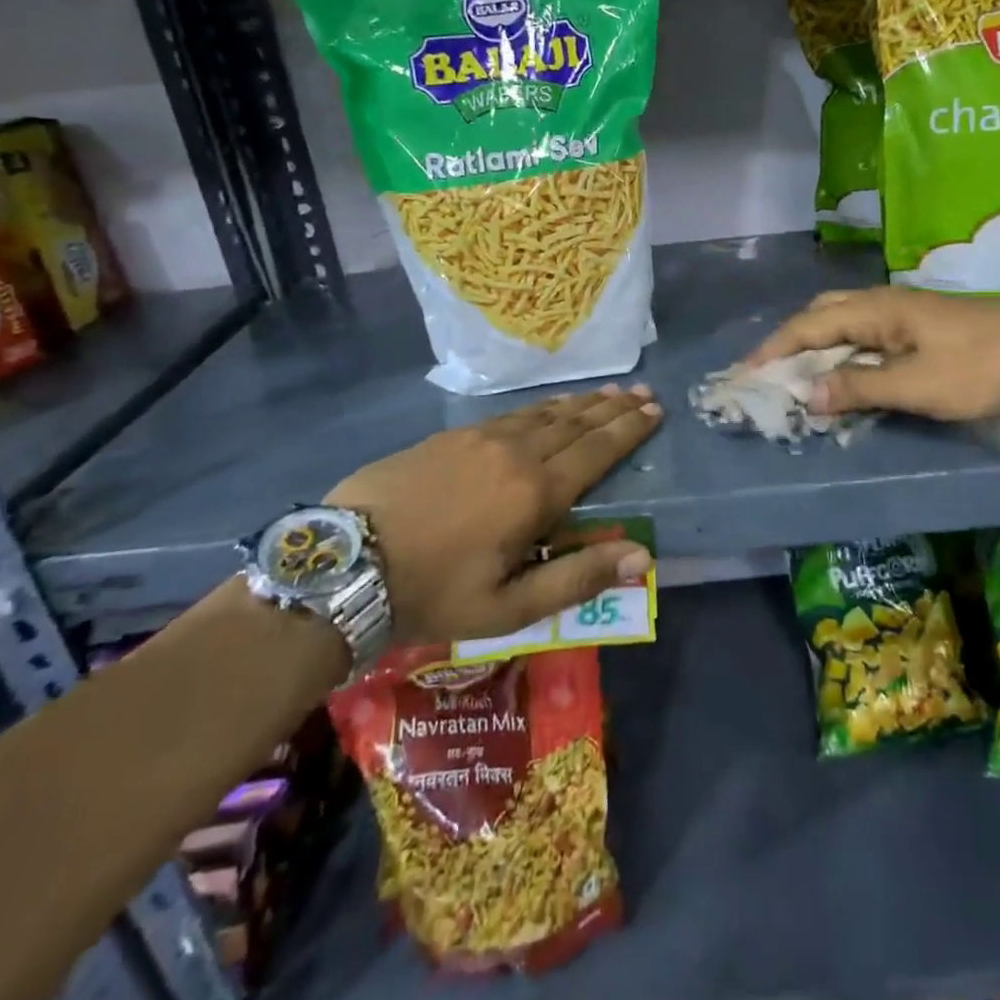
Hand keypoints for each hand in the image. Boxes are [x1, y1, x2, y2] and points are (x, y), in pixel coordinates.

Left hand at [326, 385, 661, 643]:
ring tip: (606, 393)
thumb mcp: (509, 606)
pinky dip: (541, 408)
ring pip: (544, 414)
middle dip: (612, 408)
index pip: (596, 452)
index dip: (628, 431)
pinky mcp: (451, 436)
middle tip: (642, 392)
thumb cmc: (433, 593)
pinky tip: (547, 408)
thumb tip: (643, 556)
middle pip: (575, 424)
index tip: (654, 411)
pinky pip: (512, 414)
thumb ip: (578, 578)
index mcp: (535, 492)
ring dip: (580, 403)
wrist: (345, 562)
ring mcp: (480, 438)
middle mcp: (515, 453)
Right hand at [746, 288, 999, 420]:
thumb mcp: (918, 385)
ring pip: (845, 324)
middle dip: (791, 342)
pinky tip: (846, 376)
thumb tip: (807, 394)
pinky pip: (868, 337)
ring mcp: (906, 314)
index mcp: (876, 310)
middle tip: (770, 374)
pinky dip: (845, 354)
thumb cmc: (981, 366)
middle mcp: (884, 303)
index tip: (744, 374)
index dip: (774, 349)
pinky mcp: (923, 329)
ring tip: (799, 378)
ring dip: (818, 348)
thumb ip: (860, 388)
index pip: (808, 326)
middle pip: (822, 315)